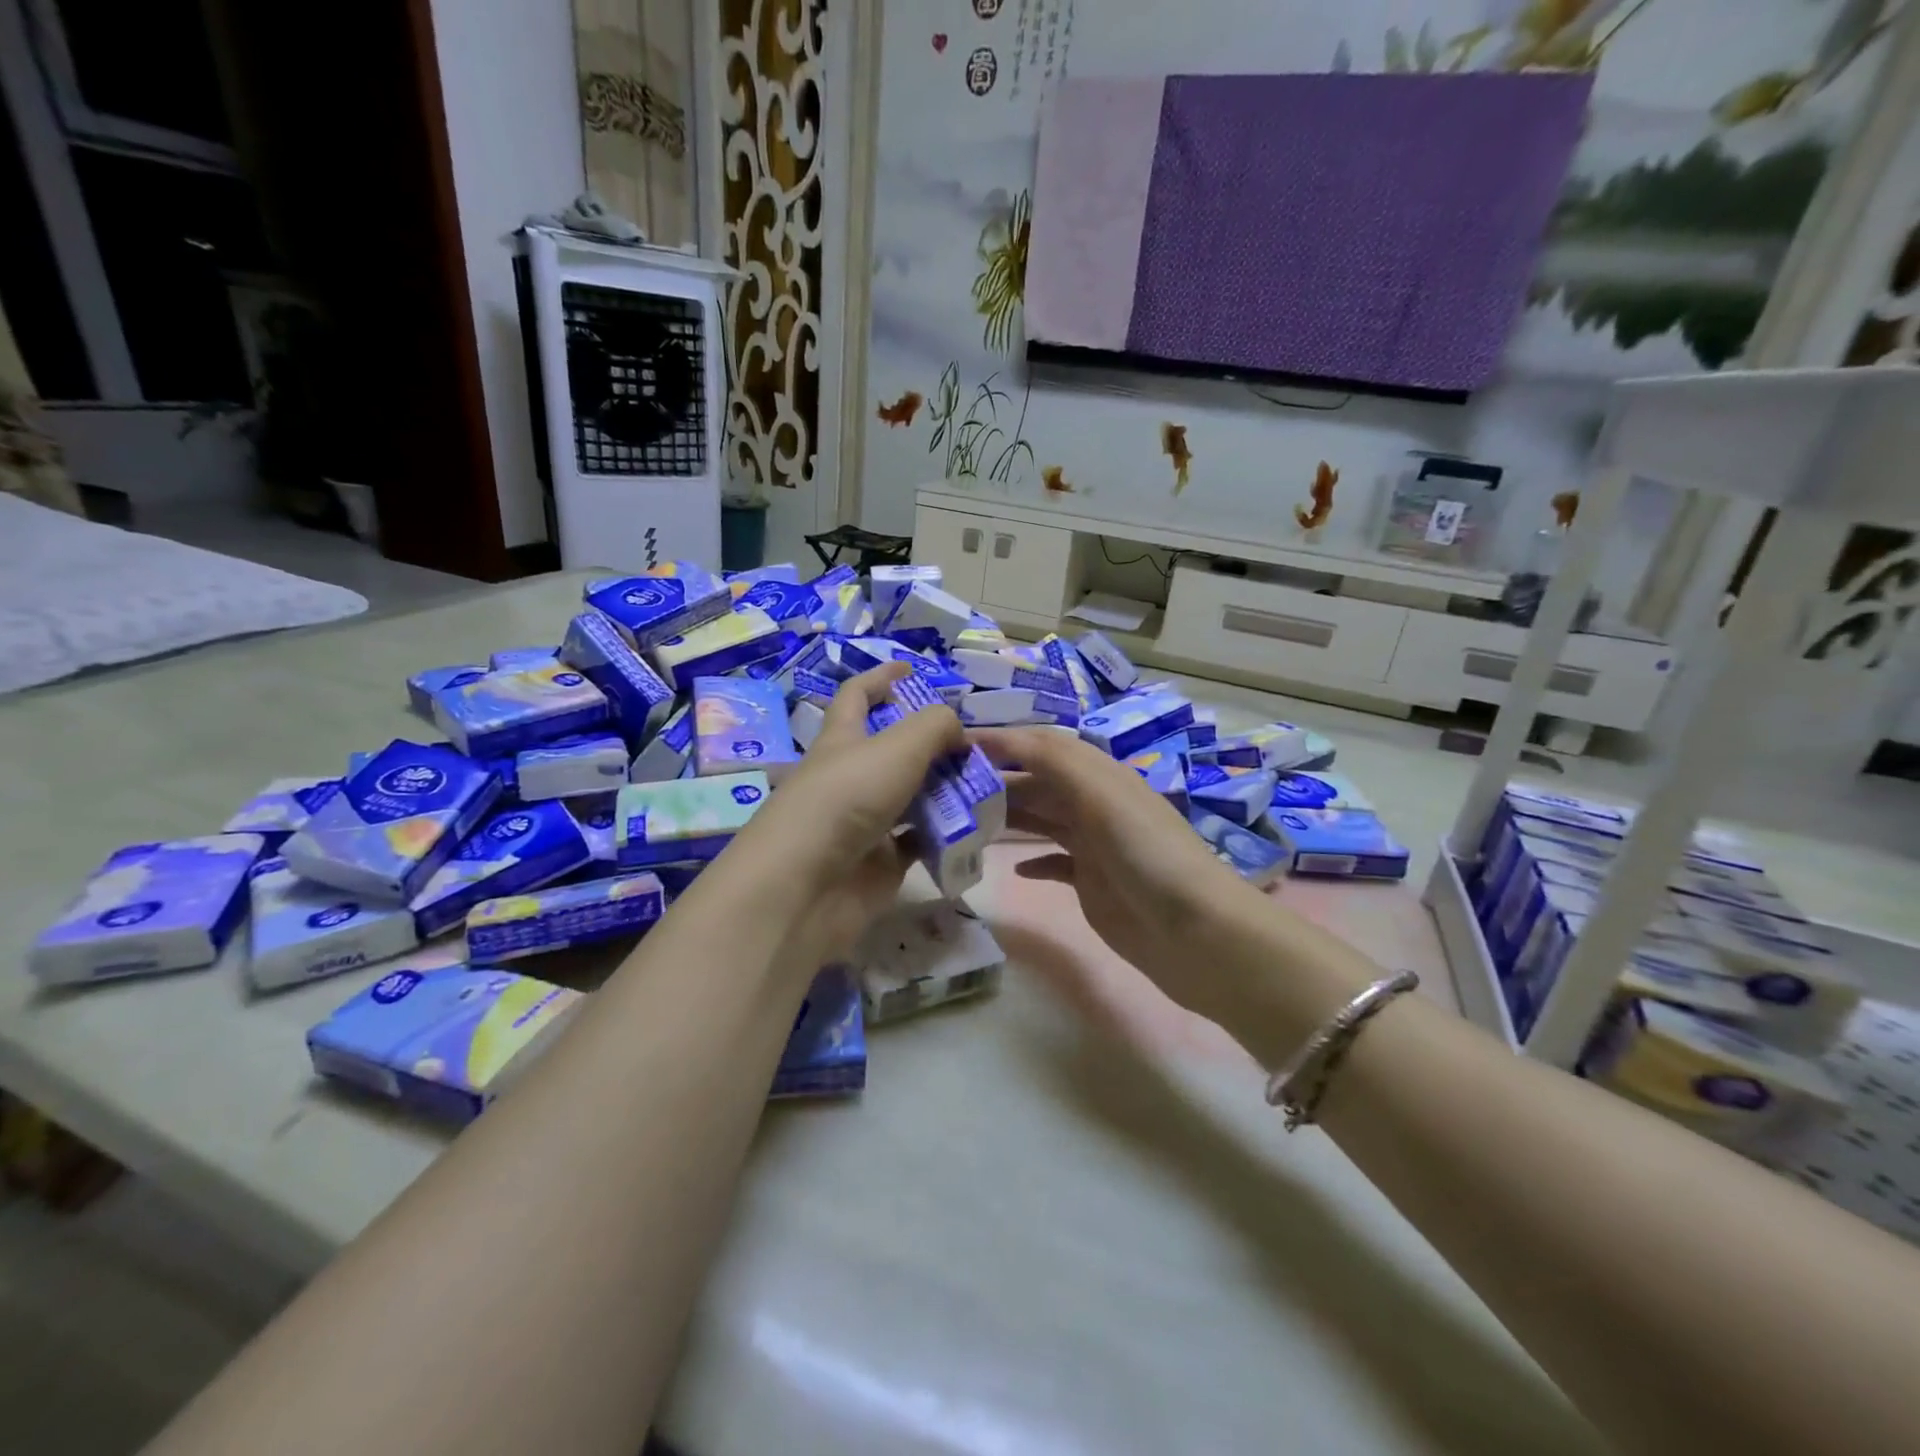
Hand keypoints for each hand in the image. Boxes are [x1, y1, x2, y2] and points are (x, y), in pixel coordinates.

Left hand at [726, 664, 964, 969]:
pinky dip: (944, 834)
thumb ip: (935, 726)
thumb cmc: (847, 798)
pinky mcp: (879, 862)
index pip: (857, 696)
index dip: (881, 677)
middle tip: (971, 743)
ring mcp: (864, 822)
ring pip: (910, 796)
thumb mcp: (897, 746)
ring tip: (985, 783)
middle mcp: (850, 777)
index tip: (912, 667)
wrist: (807, 886)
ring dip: (943, 789)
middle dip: (929, 742)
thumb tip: (957, 730)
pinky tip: (974, 827)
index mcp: (842, 739)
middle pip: (892, 749)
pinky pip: (919, 841)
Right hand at [972, 726, 1265, 1009]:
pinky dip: (1030, 860)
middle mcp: (1094, 804)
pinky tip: (1008, 867)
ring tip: (963, 823)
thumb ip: (1055, 761)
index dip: (1001, 741)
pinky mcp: (1091, 883)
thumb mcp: (1102, 795)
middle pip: (1037, 783)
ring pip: (1041, 820)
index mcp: (1100, 776)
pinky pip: (1053, 862)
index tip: (952, 744)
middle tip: (945, 790)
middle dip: (996, 781)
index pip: (1042, 746)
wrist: (1195, 933)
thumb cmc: (1147, 855)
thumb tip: (1003, 737)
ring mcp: (1093, 846)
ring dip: (1007, 817)